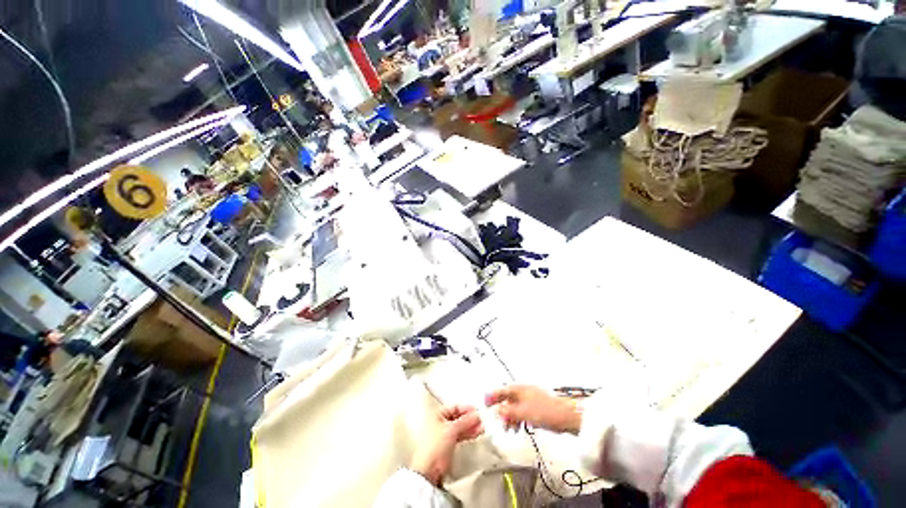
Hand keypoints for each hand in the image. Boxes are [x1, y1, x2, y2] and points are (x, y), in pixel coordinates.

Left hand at [411, 405, 483, 485]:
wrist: (429, 471)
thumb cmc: (434, 447)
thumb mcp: (451, 429)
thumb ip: (465, 421)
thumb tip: (475, 415)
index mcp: (437, 414)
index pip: (454, 407)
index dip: (466, 408)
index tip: (477, 411)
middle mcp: (439, 422)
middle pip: (457, 417)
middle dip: (470, 419)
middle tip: (480, 420)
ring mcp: (443, 433)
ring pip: (459, 427)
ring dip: (470, 427)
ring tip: (481, 427)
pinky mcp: (447, 444)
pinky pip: (459, 435)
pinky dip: (467, 434)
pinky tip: (475, 433)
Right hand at [485, 385, 581, 433]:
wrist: (566, 416)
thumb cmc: (544, 411)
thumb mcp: (523, 412)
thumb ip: (508, 412)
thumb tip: (497, 411)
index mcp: (518, 389)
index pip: (501, 391)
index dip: (492, 396)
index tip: (485, 403)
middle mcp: (523, 391)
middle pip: (508, 399)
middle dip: (501, 409)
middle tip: (497, 421)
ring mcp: (531, 399)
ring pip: (515, 406)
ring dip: (510, 417)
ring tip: (508, 428)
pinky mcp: (537, 407)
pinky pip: (523, 411)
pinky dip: (518, 418)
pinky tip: (519, 427)